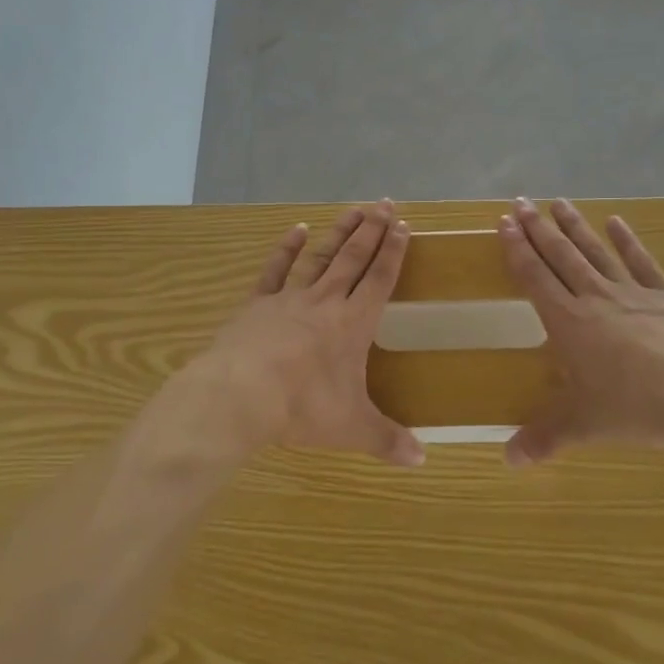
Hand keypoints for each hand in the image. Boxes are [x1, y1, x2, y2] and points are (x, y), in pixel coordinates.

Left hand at [179, 201, 424, 467]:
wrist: (240, 394)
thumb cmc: (302, 407)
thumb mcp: (352, 428)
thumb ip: (388, 441)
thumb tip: (422, 460)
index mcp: (353, 324)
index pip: (380, 279)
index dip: (393, 252)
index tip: (402, 226)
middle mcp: (325, 301)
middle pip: (353, 258)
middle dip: (371, 230)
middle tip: (384, 203)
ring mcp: (290, 298)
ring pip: (320, 256)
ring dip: (338, 232)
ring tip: (353, 209)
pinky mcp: (258, 302)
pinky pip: (276, 269)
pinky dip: (287, 248)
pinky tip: (296, 229)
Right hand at [499, 197, 663, 464]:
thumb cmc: (637, 408)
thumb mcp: (585, 425)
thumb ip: (545, 438)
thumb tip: (509, 461)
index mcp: (569, 323)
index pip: (535, 278)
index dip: (517, 250)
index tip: (504, 224)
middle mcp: (595, 298)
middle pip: (560, 256)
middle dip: (537, 228)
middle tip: (519, 202)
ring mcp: (632, 293)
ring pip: (595, 251)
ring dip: (574, 225)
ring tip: (557, 201)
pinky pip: (641, 262)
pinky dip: (627, 240)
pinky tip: (616, 221)